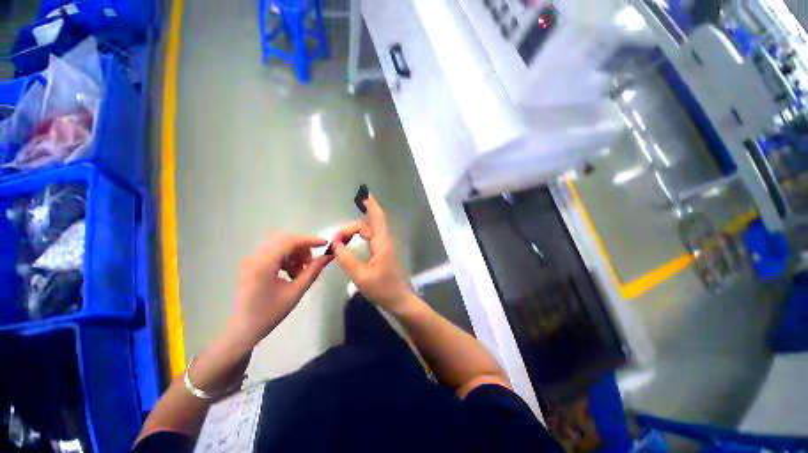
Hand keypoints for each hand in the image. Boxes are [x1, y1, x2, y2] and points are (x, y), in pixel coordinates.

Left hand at [231, 233, 332, 345]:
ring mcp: (253, 260)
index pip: (289, 241)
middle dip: (302, 247)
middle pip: (284, 240)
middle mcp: (256, 257)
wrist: (244, 329)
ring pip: (280, 245)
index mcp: (264, 264)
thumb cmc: (270, 313)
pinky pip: (274, 253)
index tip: (325, 244)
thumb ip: (313, 271)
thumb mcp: (296, 292)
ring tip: (302, 270)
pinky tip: (292, 272)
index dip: (309, 240)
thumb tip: (328, 257)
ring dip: (295, 253)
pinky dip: (287, 257)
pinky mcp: (253, 264)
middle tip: (311, 261)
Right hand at [331, 195, 414, 314]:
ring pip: (371, 231)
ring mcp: (384, 247)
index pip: (376, 218)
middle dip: (353, 225)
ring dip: (357, 229)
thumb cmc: (383, 289)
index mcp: (382, 243)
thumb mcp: (361, 276)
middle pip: (370, 224)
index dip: (371, 205)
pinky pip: (371, 238)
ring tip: (342, 236)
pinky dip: (361, 235)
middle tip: (337, 237)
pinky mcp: (383, 254)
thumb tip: (335, 244)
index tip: (360, 198)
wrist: (400, 300)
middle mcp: (384, 241)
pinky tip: (355, 238)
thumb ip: (347, 259)